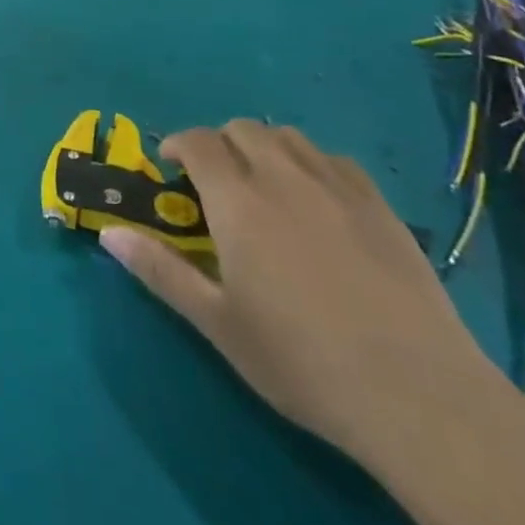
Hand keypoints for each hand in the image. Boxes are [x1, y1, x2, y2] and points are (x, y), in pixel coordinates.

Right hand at [100, 121, 507, 464]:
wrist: (416, 394)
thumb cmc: (301, 361)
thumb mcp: (217, 323)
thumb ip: (160, 270)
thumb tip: (108, 234)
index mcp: (238, 200)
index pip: (198, 141)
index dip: (178, 144)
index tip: (170, 167)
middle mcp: (283, 177)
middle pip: (242, 129)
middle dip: (219, 144)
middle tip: (216, 183)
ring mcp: (337, 187)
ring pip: (289, 137)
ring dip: (264, 147)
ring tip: (264, 185)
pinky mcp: (380, 206)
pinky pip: (335, 159)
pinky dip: (312, 164)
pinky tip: (318, 201)